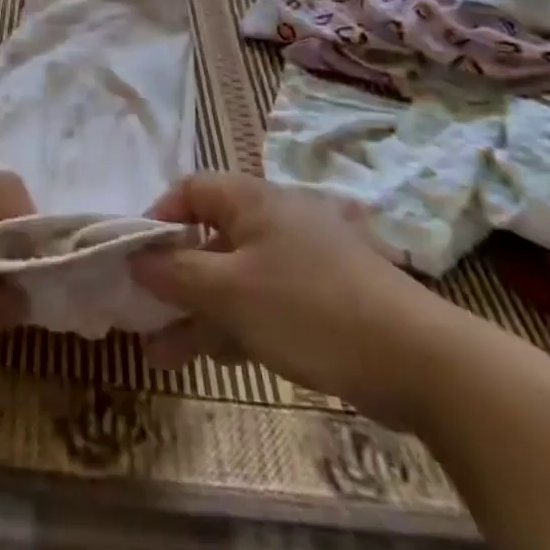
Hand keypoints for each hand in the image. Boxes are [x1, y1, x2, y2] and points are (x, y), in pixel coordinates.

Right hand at [131, 173, 472, 430]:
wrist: (415, 358)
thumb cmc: (308, 309)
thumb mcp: (230, 292)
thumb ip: (176, 273)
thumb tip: (134, 257)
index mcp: (252, 201)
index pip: (190, 190)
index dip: (157, 218)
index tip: (133, 257)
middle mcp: (274, 219)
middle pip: (209, 237)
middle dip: (173, 278)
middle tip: (143, 312)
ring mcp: (299, 259)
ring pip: (234, 277)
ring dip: (198, 311)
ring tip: (162, 355)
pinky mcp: (319, 296)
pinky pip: (263, 300)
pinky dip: (236, 324)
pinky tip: (218, 357)